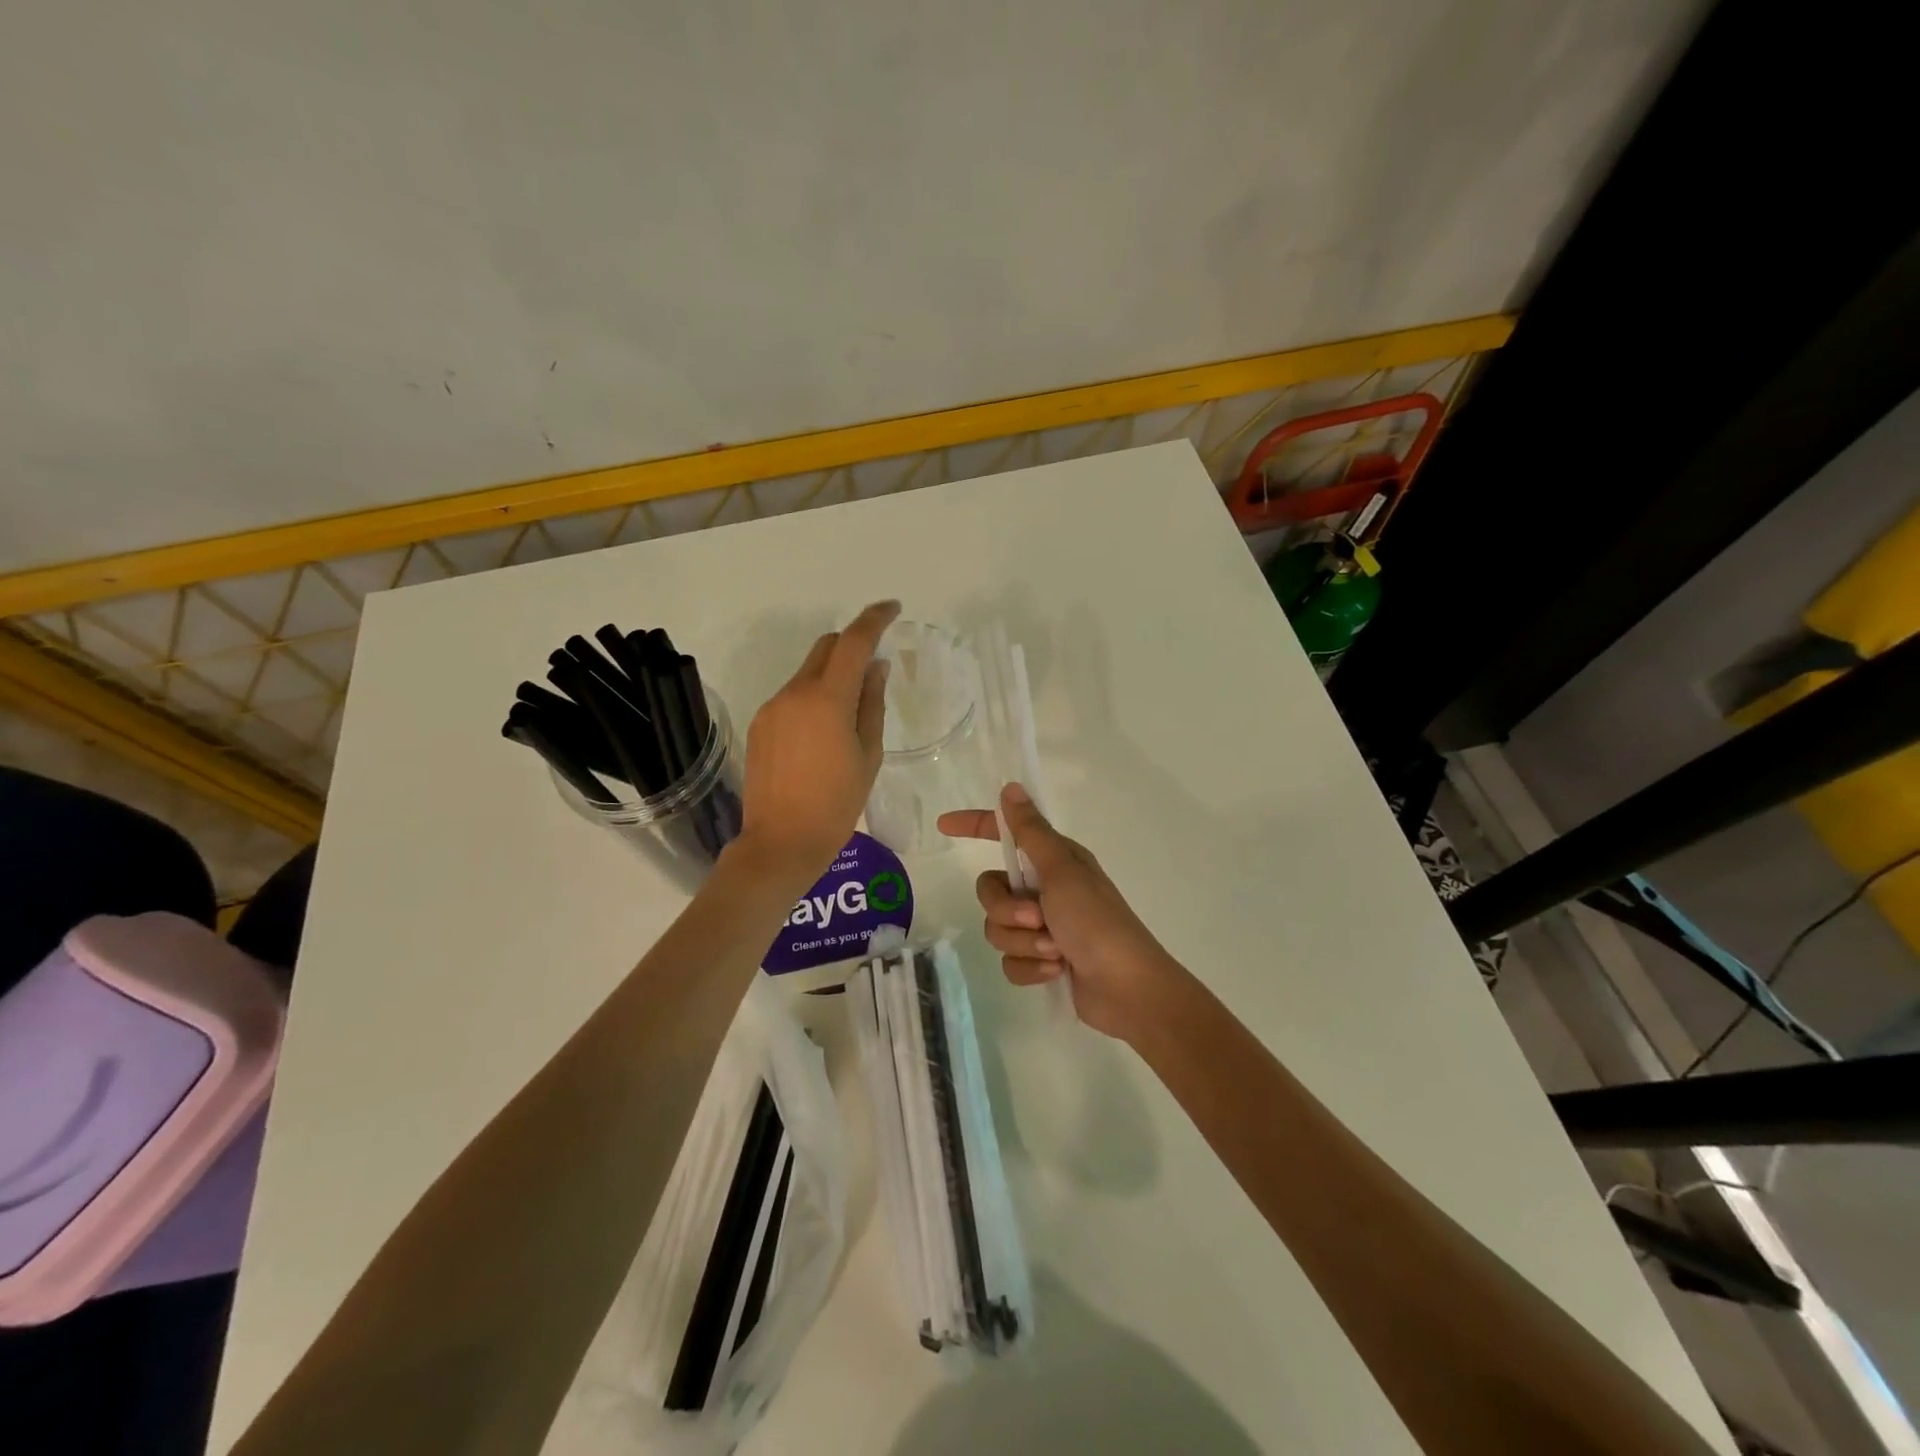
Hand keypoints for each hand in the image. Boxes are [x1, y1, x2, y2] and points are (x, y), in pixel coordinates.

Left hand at [737, 601, 898, 883]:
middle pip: (825, 647)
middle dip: (851, 645)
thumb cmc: (837, 804)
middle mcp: (794, 693)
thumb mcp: (868, 754)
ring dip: (832, 675)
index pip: (853, 641)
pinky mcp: (760, 724)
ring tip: (849, 714)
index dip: (875, 619)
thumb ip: (872, 703)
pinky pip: (792, 696)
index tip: (893, 608)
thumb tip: (875, 667)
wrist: (781, 843)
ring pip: (807, 672)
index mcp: (827, 699)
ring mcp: (772, 708)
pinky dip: (813, 697)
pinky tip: (822, 734)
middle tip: (874, 669)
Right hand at [937, 784, 1179, 1042]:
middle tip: (1037, 918)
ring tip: (1054, 951)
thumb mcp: (1061, 871)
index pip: (1005, 835)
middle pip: (991, 891)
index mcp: (1053, 861)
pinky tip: (1056, 973)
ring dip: (1024, 943)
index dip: (975, 826)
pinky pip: (1010, 961)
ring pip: (998, 929)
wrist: (1127, 989)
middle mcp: (1045, 889)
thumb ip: (1030, 832)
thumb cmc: (1097, 922)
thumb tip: (1010, 788)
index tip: (944, 826)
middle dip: (1006, 910)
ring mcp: (1043, 927)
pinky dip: (1031, 969)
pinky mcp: (1042, 961)